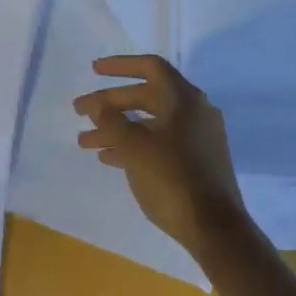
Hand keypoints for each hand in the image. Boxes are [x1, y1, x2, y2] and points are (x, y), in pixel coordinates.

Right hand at [73, 55, 245, 255]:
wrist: (216, 229)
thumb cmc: (173, 180)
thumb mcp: (135, 148)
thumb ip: (112, 122)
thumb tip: (97, 105)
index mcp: (184, 99)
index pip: (150, 67)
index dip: (120, 65)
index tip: (93, 71)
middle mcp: (194, 111)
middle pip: (146, 95)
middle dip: (110, 104)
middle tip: (79, 112)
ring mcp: (198, 136)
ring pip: (150, 122)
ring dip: (118, 128)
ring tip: (86, 142)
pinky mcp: (197, 160)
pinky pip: (160, 141)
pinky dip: (135, 144)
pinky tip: (109, 158)